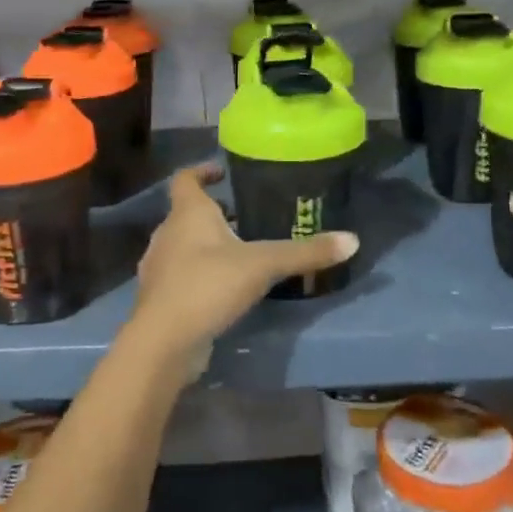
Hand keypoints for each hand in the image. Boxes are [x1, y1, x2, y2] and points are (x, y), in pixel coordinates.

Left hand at [122, 164, 358, 376]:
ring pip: (184, 245)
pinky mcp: (161, 298)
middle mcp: (167, 233)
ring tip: (241, 253)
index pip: (185, 178)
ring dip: (208, 245)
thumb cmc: (208, 286)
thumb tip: (352, 240)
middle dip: (215, 213)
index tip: (222, 172)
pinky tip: (225, 289)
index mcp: (187, 213)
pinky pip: (183, 275)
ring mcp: (160, 267)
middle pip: (187, 213)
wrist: (164, 341)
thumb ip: (305, 253)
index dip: (202, 170)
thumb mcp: (263, 265)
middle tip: (248, 216)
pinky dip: (202, 274)